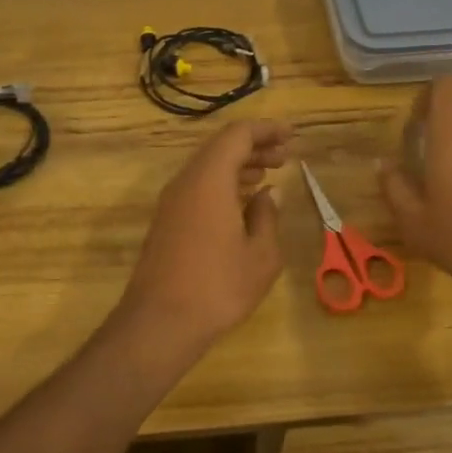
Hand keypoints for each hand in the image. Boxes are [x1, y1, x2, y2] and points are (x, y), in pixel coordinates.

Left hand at [118, 118, 291, 358]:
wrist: (160, 322)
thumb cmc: (218, 286)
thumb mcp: (261, 255)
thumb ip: (267, 217)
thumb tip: (269, 195)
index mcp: (209, 179)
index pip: (237, 135)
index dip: (266, 130)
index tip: (291, 136)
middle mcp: (186, 182)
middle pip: (220, 148)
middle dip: (254, 146)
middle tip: (284, 157)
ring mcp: (171, 203)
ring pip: (207, 168)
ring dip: (238, 166)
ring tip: (268, 175)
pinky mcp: (166, 223)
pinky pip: (197, 188)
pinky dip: (223, 185)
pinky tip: (242, 204)